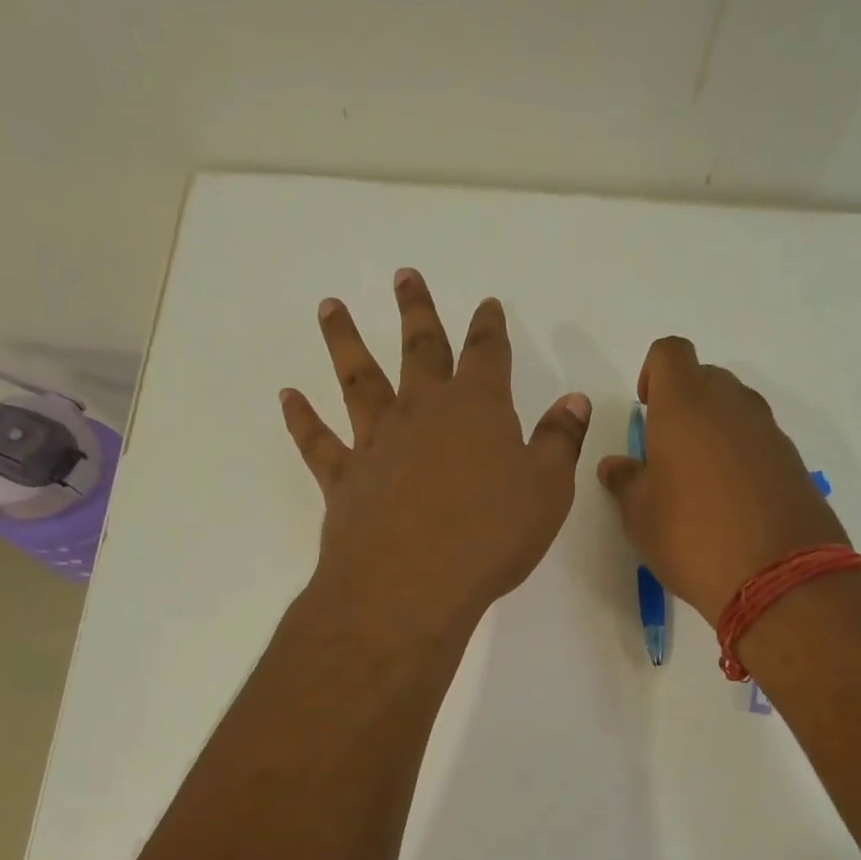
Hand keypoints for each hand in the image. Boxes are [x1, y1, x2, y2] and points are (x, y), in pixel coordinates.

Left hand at [281, 269, 591, 636]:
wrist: (413, 584)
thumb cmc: (491, 535)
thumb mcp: (547, 490)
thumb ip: (560, 441)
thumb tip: (573, 399)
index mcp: (477, 408)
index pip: (487, 354)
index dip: (489, 327)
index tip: (487, 304)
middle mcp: (422, 412)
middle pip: (419, 349)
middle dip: (416, 311)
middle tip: (404, 275)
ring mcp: (377, 442)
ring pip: (359, 380)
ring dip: (345, 341)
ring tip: (331, 307)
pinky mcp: (343, 478)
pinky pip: (318, 441)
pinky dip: (301, 418)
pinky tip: (287, 396)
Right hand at [597, 337, 848, 624]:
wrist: (779, 577)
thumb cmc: (692, 538)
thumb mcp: (640, 516)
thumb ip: (625, 482)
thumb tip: (616, 465)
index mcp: (685, 406)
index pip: (671, 353)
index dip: (654, 372)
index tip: (647, 409)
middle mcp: (731, 405)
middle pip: (706, 377)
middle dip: (684, 401)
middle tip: (668, 448)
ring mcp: (769, 431)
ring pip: (736, 408)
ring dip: (715, 427)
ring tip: (699, 478)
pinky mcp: (793, 460)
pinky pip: (759, 439)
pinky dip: (742, 453)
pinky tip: (732, 499)